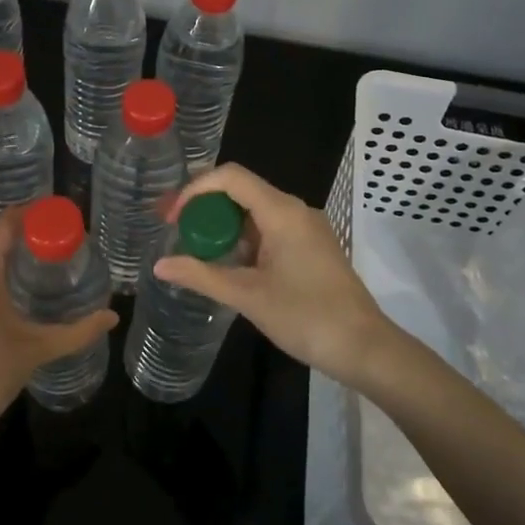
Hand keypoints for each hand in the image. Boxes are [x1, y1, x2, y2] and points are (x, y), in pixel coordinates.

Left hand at [0, 209, 115, 462]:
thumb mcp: (37, 351)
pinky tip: (4, 299)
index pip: (5, 224)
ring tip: (34, 272)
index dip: (31, 214)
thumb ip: (77, 331)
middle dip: (22, 240)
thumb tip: (112, 316)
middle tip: (54, 247)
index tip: (57, 215)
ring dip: (3, 263)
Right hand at [153, 164, 394, 387]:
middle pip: (241, 190)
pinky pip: (270, 229)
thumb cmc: (306, 317)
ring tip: (195, 250)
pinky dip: (244, 239)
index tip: (172, 218)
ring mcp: (307, 229)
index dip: (195, 189)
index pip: (230, 177)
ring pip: (255, 212)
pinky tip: (229, 265)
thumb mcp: (247, 296)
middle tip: (174, 229)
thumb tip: (159, 265)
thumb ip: (201, 276)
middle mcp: (295, 210)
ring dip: (223, 226)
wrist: (365, 348)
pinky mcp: (312, 247)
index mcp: (281, 212)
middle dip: (204, 207)